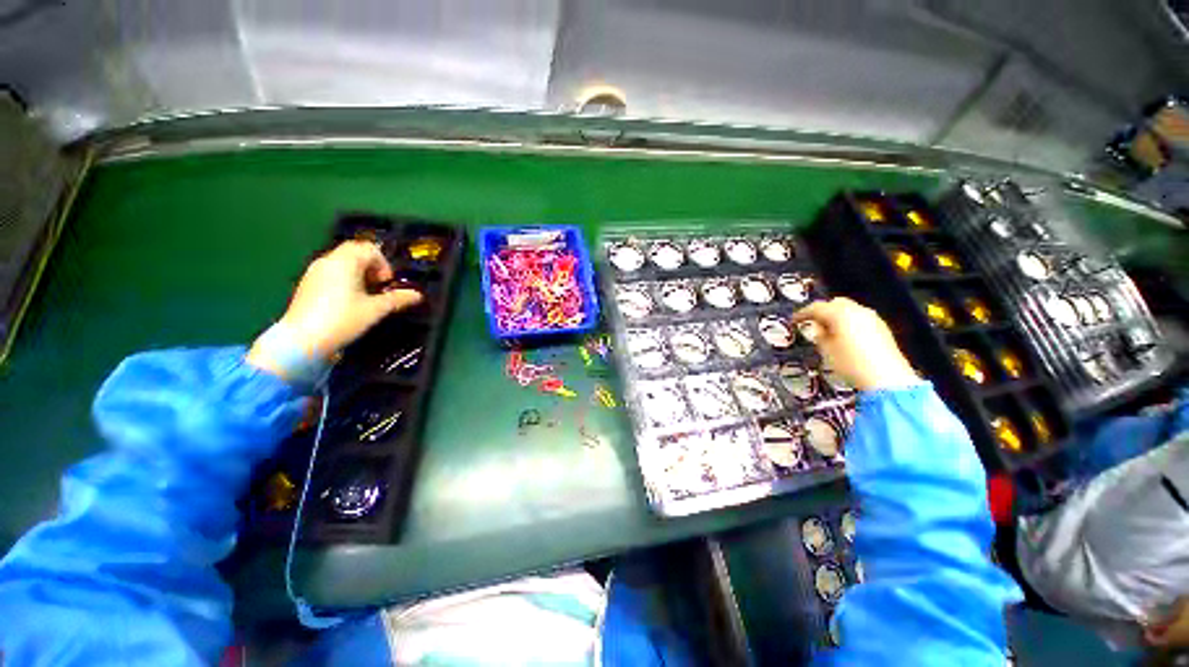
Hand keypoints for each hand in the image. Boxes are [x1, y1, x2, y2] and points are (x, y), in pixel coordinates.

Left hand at [248, 240, 421, 369]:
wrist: (302, 340)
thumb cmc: (342, 320)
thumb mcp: (376, 310)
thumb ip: (398, 299)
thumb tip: (418, 295)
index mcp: (345, 262)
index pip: (369, 248)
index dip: (384, 264)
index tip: (387, 283)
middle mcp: (328, 261)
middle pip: (355, 252)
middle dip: (372, 267)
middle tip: (379, 287)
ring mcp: (314, 272)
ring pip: (342, 262)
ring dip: (359, 273)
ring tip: (366, 296)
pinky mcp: (307, 284)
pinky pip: (331, 272)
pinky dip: (345, 280)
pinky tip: (348, 301)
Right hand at [791, 297, 918, 390]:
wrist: (886, 379)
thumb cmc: (852, 365)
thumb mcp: (825, 350)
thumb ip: (818, 335)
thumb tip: (817, 328)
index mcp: (840, 313)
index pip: (816, 307)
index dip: (802, 314)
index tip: (795, 320)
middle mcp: (858, 311)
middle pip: (835, 303)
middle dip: (822, 311)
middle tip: (812, 323)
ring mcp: (872, 319)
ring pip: (849, 310)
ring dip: (836, 317)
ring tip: (827, 331)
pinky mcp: (882, 328)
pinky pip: (860, 318)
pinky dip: (849, 323)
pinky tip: (844, 336)